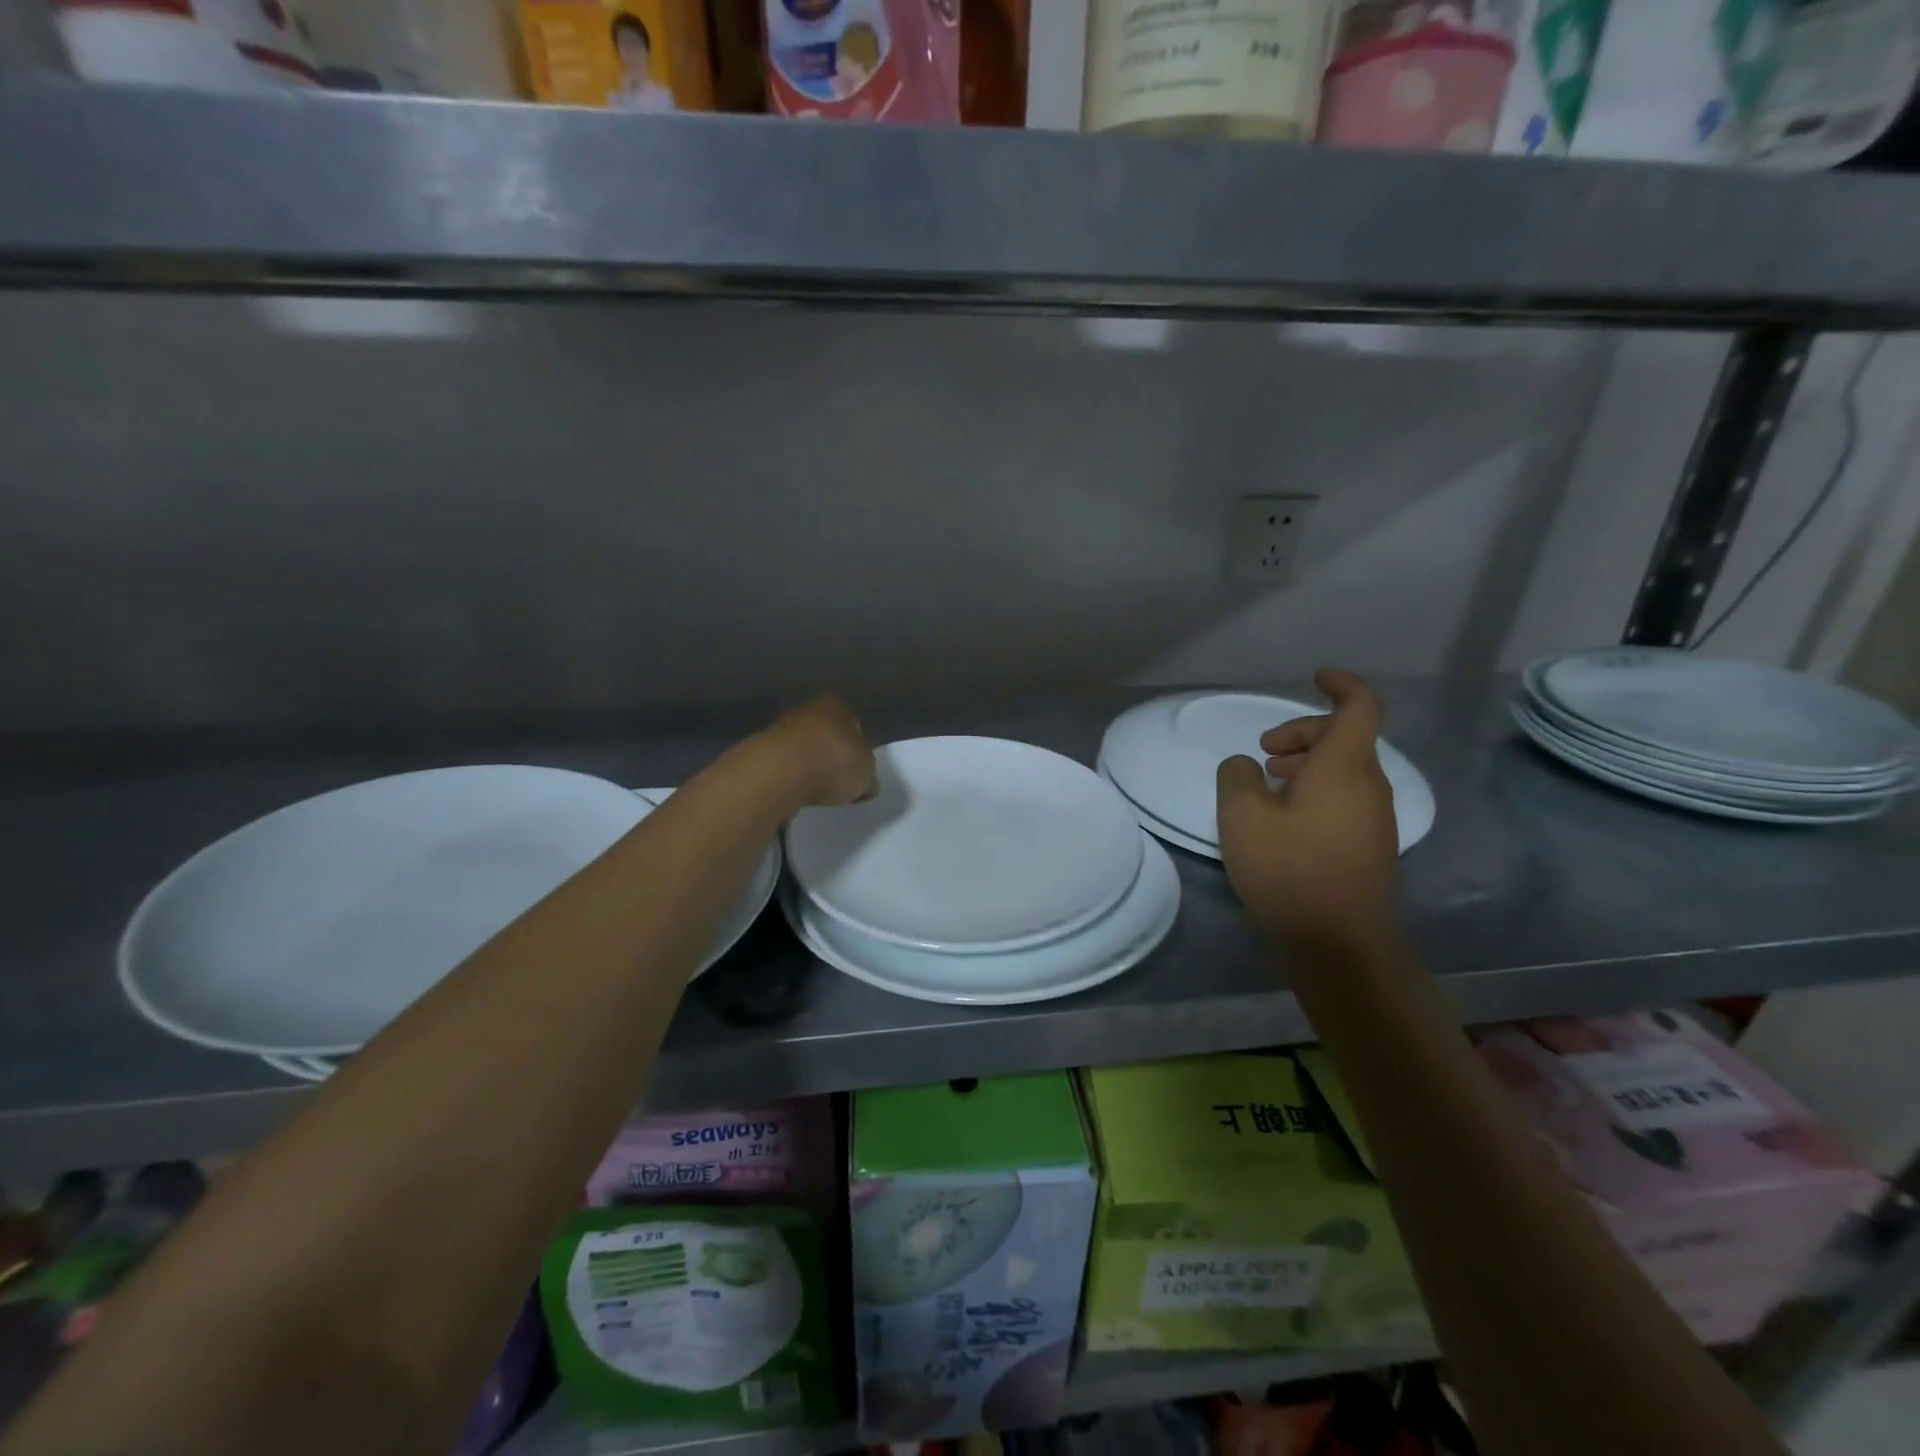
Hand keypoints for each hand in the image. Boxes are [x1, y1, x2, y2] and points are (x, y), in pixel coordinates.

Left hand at [764, 695, 876, 807]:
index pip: (853, 723)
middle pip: (825, 734)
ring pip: (801, 748)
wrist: (779, 772)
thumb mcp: (866, 774)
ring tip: (816, 791)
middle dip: (831, 754)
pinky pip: (783, 765)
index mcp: (837, 706)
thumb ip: (867, 775)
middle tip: (839, 780)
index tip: (859, 768)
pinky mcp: (759, 752)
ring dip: (808, 766)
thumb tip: (866, 783)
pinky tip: (795, 793)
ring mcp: (780, 729)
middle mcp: (807, 710)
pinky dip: (789, 778)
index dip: (859, 746)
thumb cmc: (833, 762)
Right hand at [1216, 668, 1399, 950]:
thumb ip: (1237, 777)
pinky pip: (1344, 799)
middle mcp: (1369, 787)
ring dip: (1307, 765)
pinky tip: (1282, 820)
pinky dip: (1315, 792)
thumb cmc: (1290, 870)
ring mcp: (1374, 820)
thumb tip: (1246, 768)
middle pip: (1346, 738)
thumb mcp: (1242, 816)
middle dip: (1304, 733)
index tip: (1315, 677)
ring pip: (1344, 771)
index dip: (1341, 685)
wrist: (1340, 945)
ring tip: (1266, 784)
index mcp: (1345, 767)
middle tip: (1263, 751)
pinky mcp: (1368, 848)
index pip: (1359, 707)